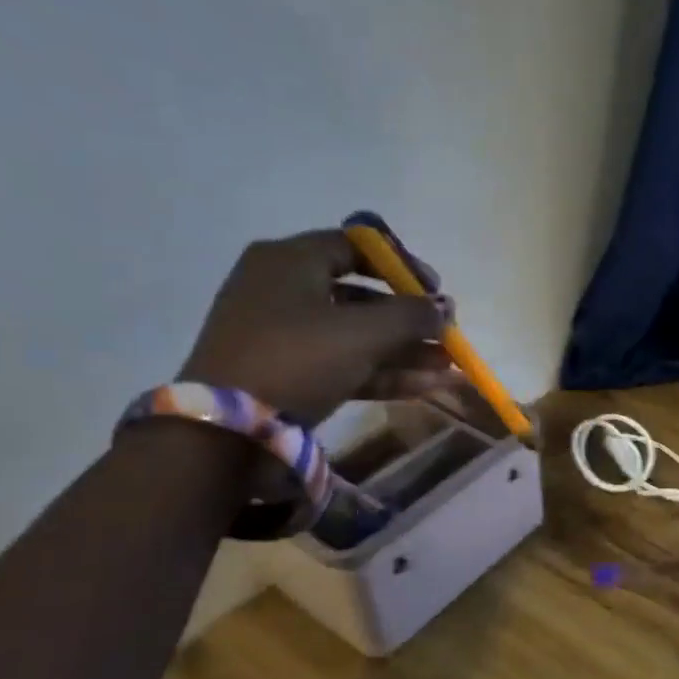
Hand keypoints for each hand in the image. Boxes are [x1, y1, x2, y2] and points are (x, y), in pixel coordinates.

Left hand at [179, 230, 454, 426]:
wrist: (227, 432)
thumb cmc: (297, 358)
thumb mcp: (362, 332)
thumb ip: (411, 316)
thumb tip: (445, 307)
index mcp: (290, 261)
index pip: (356, 246)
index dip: (403, 264)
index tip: (435, 289)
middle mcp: (285, 290)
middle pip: (363, 296)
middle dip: (412, 319)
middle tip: (447, 334)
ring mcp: (287, 336)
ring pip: (359, 336)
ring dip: (407, 351)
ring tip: (451, 368)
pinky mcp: (291, 374)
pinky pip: (347, 364)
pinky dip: (386, 374)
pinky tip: (430, 387)